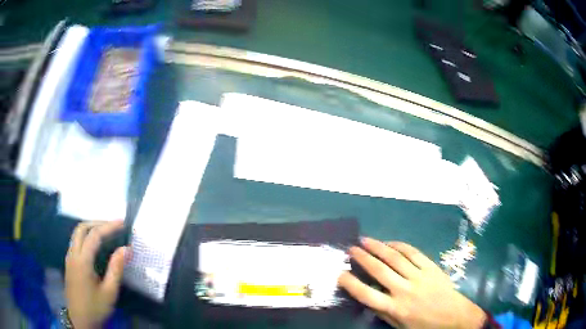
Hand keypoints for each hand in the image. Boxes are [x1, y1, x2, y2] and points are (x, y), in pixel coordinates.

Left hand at [65, 221, 127, 328]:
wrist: (80, 321)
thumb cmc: (96, 308)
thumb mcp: (109, 292)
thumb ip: (116, 269)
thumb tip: (126, 249)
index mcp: (82, 261)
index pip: (94, 235)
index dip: (108, 227)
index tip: (122, 223)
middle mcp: (73, 254)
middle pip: (81, 228)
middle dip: (97, 223)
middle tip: (112, 226)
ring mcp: (69, 258)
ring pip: (77, 234)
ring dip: (90, 229)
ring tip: (105, 233)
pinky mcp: (69, 263)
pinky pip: (76, 242)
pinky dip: (86, 237)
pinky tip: (94, 246)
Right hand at [339, 238, 485, 328]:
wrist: (454, 316)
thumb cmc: (425, 326)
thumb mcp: (400, 326)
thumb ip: (384, 313)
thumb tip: (369, 300)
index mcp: (394, 308)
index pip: (366, 294)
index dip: (351, 283)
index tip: (340, 274)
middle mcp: (404, 290)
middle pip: (379, 270)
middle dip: (363, 258)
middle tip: (351, 249)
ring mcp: (419, 276)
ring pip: (395, 258)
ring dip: (378, 247)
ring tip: (366, 240)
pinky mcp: (431, 267)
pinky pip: (413, 253)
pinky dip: (400, 246)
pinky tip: (391, 243)